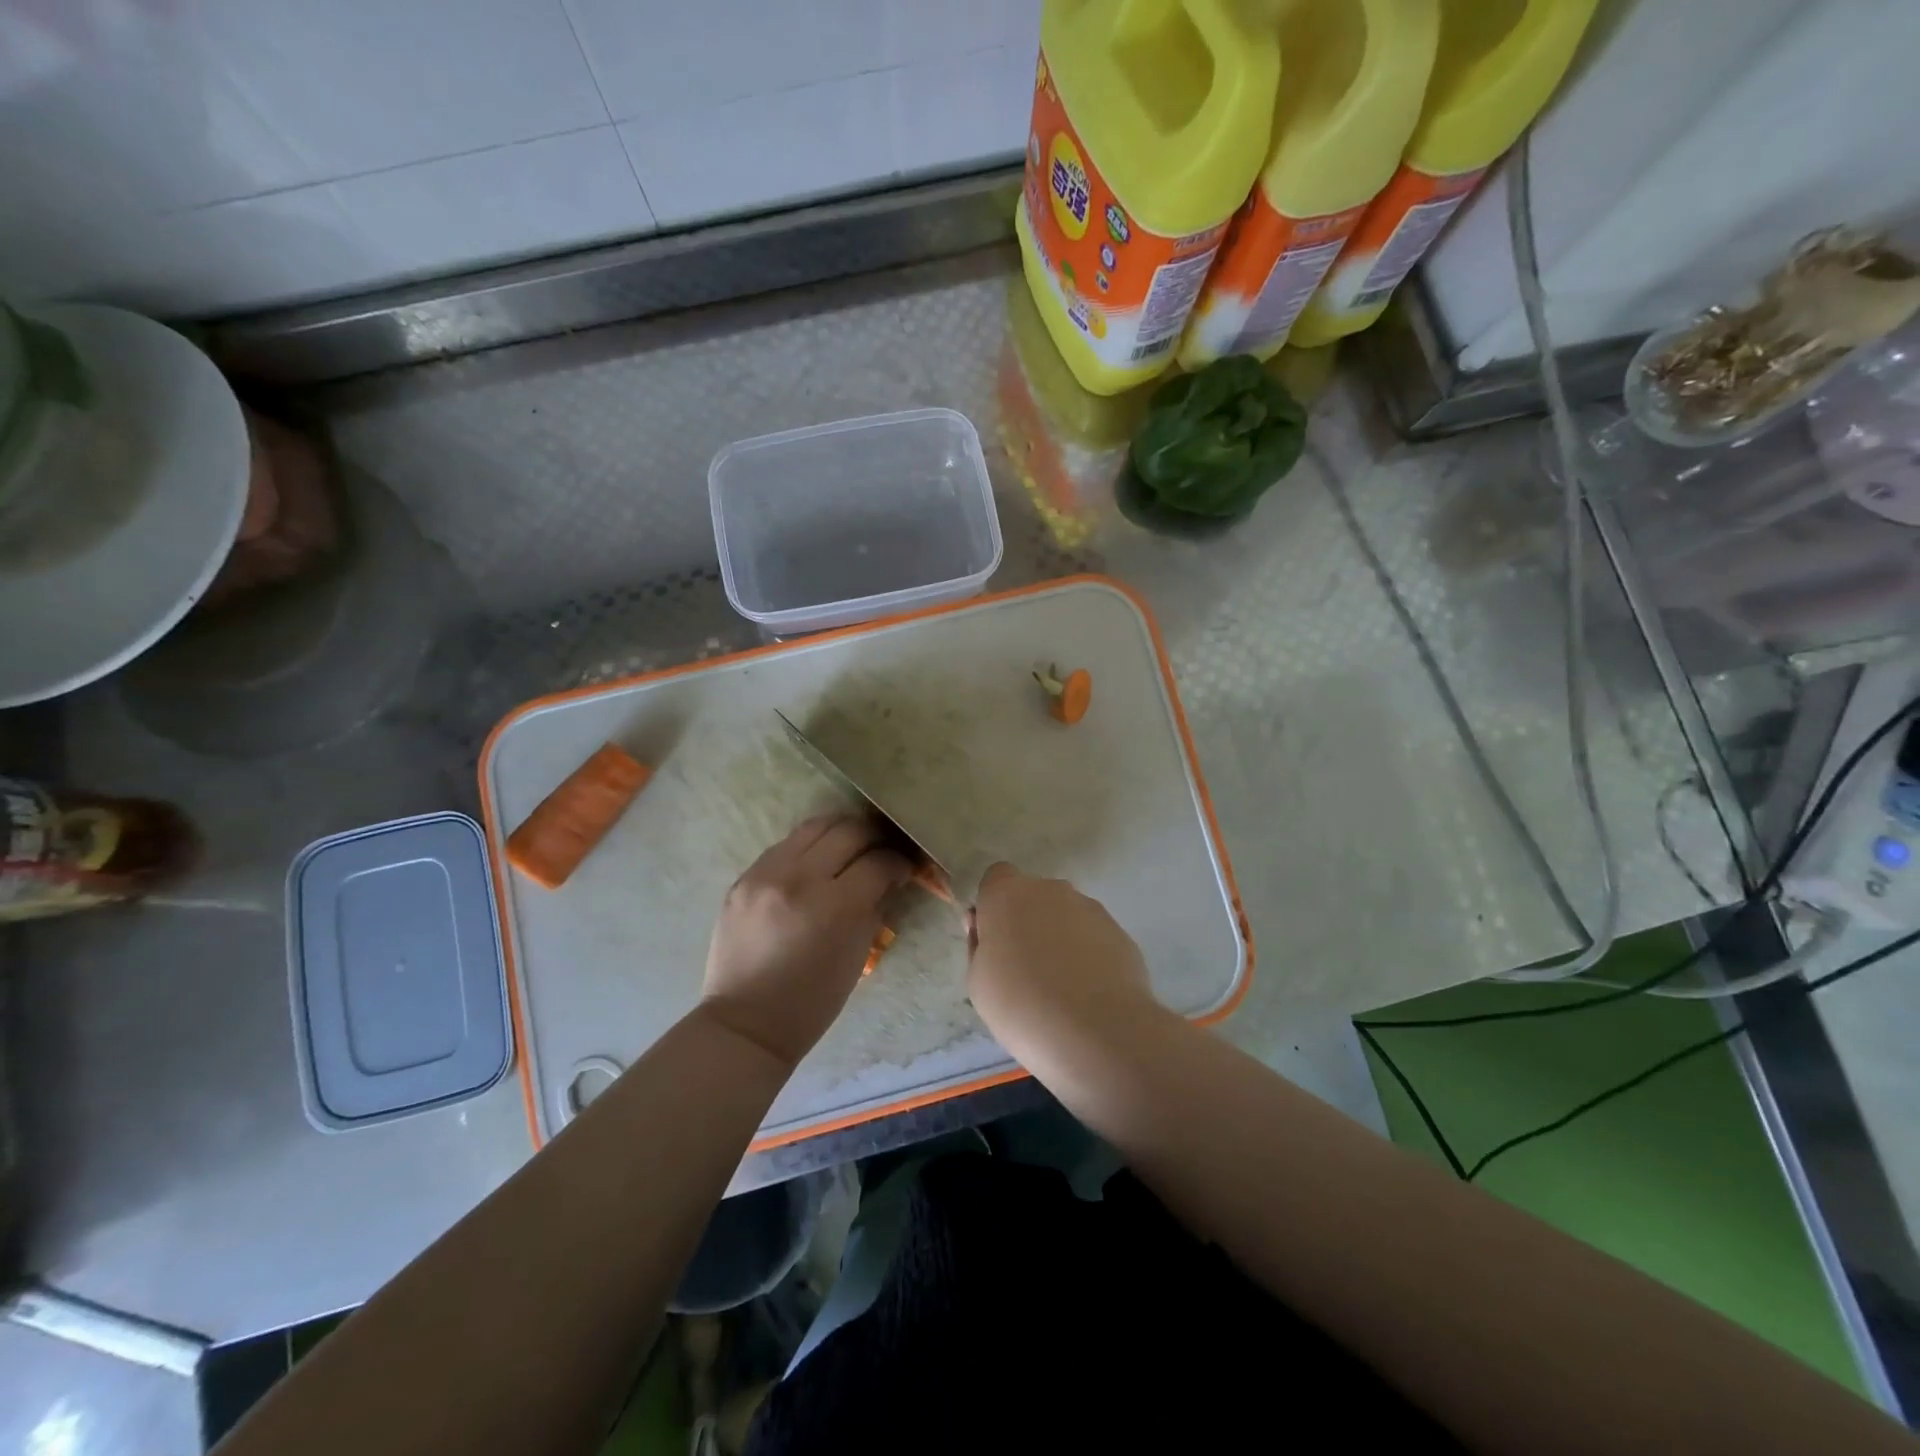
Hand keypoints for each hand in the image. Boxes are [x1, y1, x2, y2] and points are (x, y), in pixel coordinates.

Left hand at [699, 814, 910, 1069]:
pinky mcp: (743, 877)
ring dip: (840, 831)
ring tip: (851, 845)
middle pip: (849, 831)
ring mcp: (765, 873)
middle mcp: (799, 878)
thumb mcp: (858, 955)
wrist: (746, 1024)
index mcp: (834, 906)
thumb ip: (875, 907)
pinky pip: (785, 845)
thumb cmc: (812, 1002)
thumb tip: (889, 877)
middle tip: (883, 849)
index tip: (905, 868)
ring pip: (815, 825)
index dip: (899, 862)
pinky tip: (816, 861)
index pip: (879, 862)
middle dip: (874, 836)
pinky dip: (808, 847)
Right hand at [966, 861, 1164, 1061]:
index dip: (994, 907)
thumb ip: (980, 944)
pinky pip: (1093, 937)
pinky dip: (1088, 955)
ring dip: (1060, 938)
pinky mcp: (1119, 932)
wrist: (1096, 1031)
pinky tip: (1088, 993)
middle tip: (1025, 968)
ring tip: (1062, 987)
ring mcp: (1090, 908)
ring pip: (1066, 916)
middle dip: (1028, 922)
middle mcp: (1050, 890)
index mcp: (1008, 894)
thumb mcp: (978, 981)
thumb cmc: (1021, 1005)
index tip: (994, 940)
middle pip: (1033, 897)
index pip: (996, 878)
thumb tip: (987, 927)